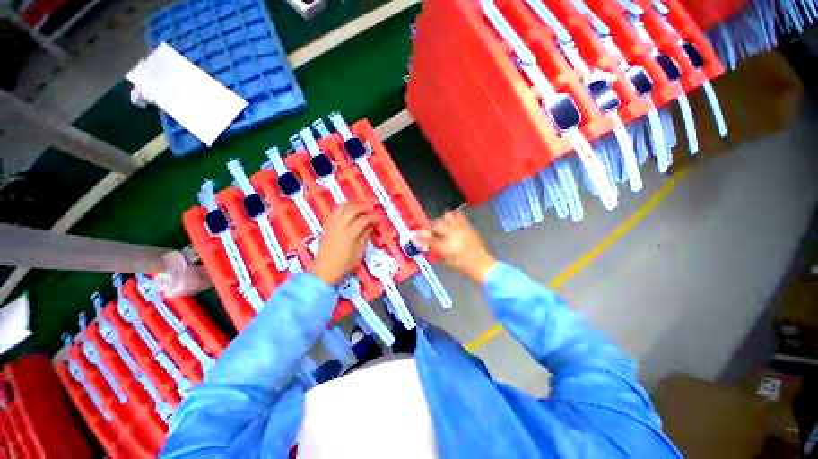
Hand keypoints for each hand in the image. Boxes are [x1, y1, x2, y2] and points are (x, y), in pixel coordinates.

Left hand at [310, 203, 375, 285]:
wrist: (325, 270)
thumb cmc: (344, 264)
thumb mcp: (359, 252)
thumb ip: (365, 236)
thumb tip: (370, 226)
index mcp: (350, 232)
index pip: (364, 219)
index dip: (373, 217)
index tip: (380, 218)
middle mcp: (340, 225)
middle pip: (352, 209)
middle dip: (363, 207)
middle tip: (370, 209)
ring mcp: (331, 225)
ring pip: (341, 208)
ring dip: (352, 206)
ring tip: (359, 209)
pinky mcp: (326, 227)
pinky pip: (335, 213)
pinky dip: (343, 210)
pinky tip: (347, 215)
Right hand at [416, 210, 495, 283]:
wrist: (482, 265)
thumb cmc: (463, 266)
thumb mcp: (447, 260)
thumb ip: (437, 249)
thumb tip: (429, 243)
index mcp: (446, 245)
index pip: (430, 238)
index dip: (421, 236)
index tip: (416, 234)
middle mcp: (453, 234)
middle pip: (437, 224)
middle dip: (432, 227)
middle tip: (431, 231)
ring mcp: (462, 229)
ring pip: (448, 216)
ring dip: (443, 220)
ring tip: (443, 225)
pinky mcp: (469, 227)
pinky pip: (460, 217)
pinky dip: (455, 217)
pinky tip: (453, 220)